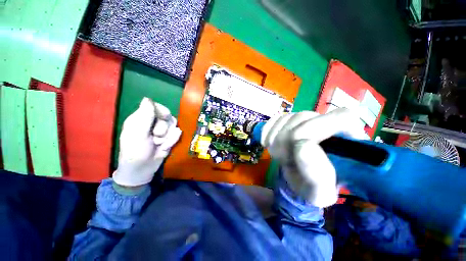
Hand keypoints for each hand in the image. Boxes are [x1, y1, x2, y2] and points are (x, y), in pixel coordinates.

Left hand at [113, 97, 181, 186]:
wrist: (143, 169)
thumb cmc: (135, 151)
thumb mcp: (138, 134)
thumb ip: (144, 116)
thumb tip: (148, 98)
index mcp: (141, 118)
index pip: (156, 106)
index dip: (162, 110)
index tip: (164, 117)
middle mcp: (153, 122)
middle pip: (167, 116)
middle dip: (164, 127)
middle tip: (156, 136)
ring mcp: (162, 130)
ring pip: (173, 125)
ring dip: (168, 136)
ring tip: (159, 144)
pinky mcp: (169, 137)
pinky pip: (177, 134)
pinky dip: (171, 141)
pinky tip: (164, 147)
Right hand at [260, 108, 365, 207]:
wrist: (298, 179)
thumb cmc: (313, 187)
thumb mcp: (319, 192)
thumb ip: (316, 174)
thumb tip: (302, 145)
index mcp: (348, 139)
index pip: (340, 117)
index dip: (316, 128)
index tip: (298, 147)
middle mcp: (328, 123)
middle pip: (304, 117)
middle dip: (287, 138)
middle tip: (282, 157)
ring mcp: (306, 119)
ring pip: (288, 117)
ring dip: (276, 137)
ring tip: (277, 154)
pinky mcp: (289, 120)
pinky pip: (276, 119)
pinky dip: (268, 131)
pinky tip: (267, 143)